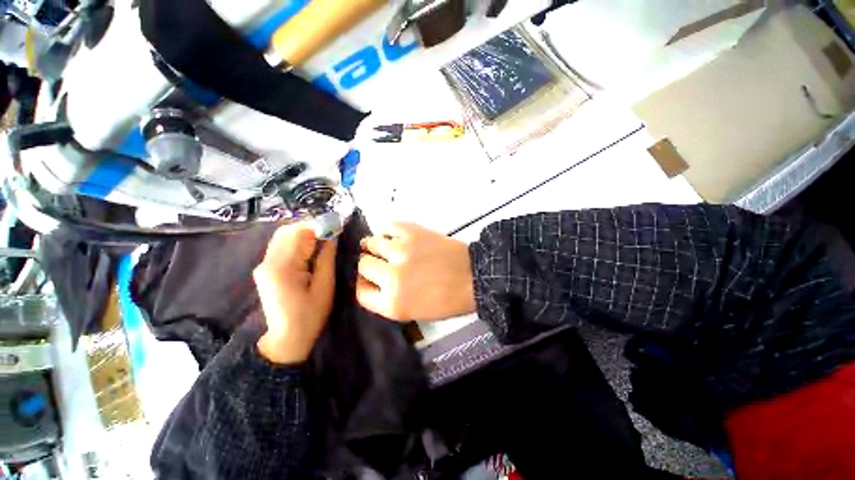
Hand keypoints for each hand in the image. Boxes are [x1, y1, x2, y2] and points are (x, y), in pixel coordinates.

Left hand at [254, 223, 336, 363]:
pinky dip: (297, 242)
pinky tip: (311, 249)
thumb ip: (326, 258)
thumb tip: (332, 236)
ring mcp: (264, 264)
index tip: (337, 225)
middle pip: (287, 231)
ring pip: (283, 236)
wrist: (286, 339)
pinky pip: (281, 245)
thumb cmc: (310, 315)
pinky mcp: (265, 268)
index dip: (319, 225)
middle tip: (331, 233)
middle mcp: (268, 262)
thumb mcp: (325, 287)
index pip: (299, 233)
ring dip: (304, 233)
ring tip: (323, 240)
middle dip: (311, 227)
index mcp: (282, 268)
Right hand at [357, 222, 475, 321]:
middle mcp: (391, 276)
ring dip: (374, 246)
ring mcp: (400, 251)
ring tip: (384, 247)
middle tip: (380, 262)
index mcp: (392, 303)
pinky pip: (387, 227)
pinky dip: (387, 231)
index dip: (364, 284)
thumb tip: (373, 280)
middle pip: (363, 264)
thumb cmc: (447, 300)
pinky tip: (393, 236)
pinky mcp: (411, 232)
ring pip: (371, 243)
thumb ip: (388, 299)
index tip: (369, 279)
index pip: (360, 291)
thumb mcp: (413, 312)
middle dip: (369, 264)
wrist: (472, 277)